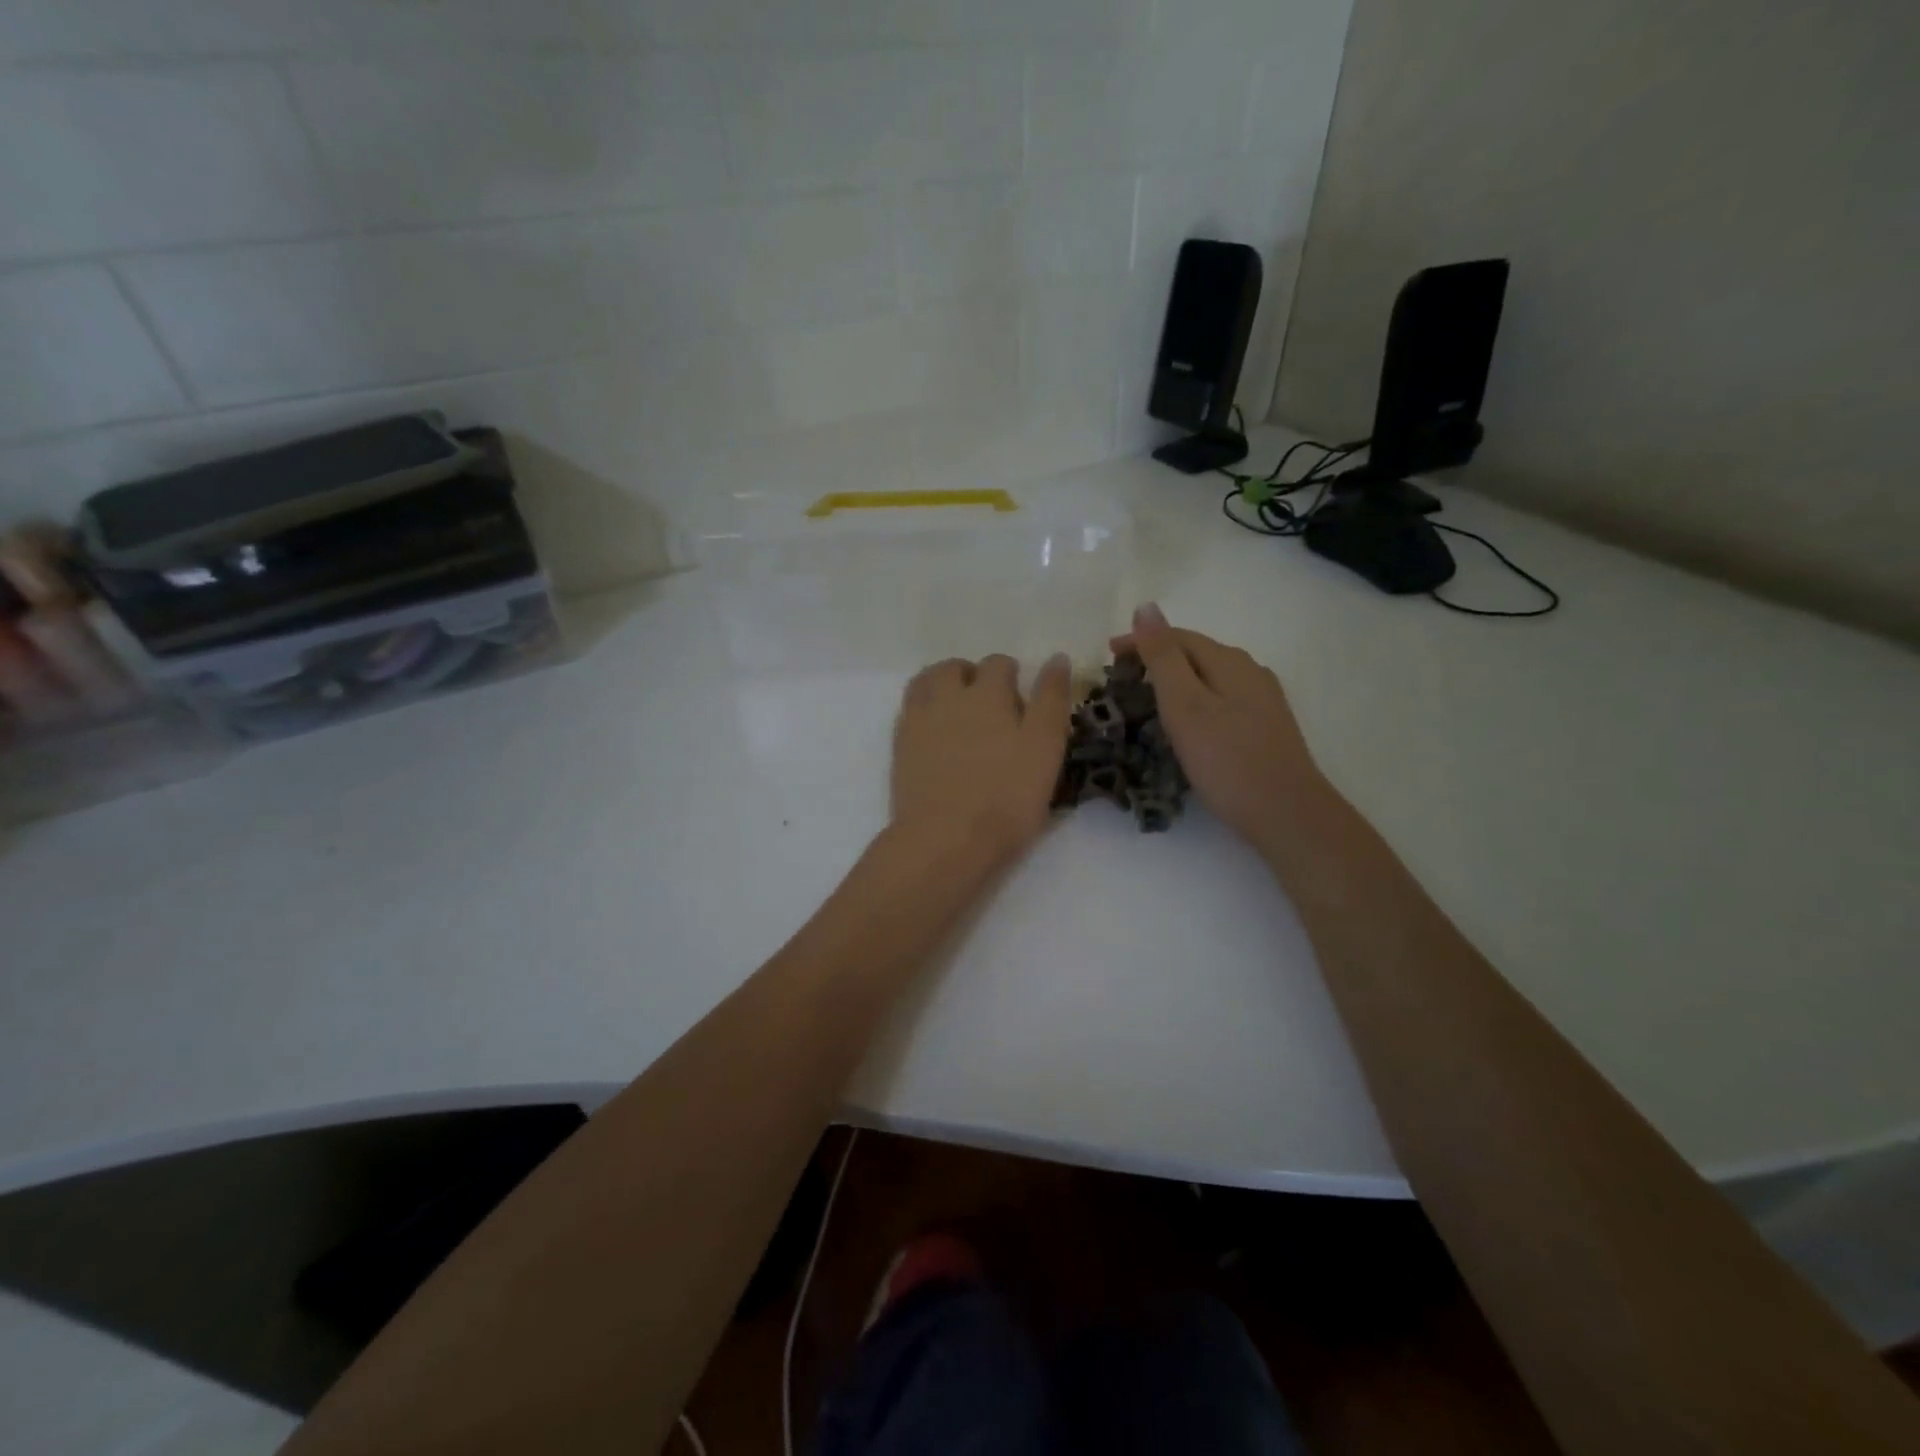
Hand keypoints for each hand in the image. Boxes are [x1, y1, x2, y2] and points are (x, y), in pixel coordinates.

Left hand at [891, 653, 1073, 867]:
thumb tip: (1057, 658)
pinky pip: (908, 711)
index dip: (1012, 677)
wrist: (945, 840)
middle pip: (954, 668)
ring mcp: (918, 720)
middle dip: (972, 676)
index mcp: (987, 693)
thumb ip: (1052, 701)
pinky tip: (936, 733)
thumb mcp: (1045, 749)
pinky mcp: (899, 746)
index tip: (1022, 704)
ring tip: (959, 714)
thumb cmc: (1006, 797)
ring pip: (925, 683)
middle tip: (990, 708)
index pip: (998, 665)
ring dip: (942, 686)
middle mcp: (947, 696)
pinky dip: (923, 710)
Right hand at [1115, 604, 1323, 852]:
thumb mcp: (1185, 705)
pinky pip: (1221, 698)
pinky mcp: (1266, 726)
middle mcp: (1250, 671)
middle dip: (1157, 659)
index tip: (1107, 655)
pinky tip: (1187, 723)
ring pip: (1210, 677)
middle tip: (1122, 680)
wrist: (1286, 813)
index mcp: (1229, 661)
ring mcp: (1263, 699)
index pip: (1178, 636)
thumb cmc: (1226, 760)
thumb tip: (1146, 607)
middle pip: (1196, 653)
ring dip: (1176, 680)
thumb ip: (1164, 657)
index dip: (1140, 641)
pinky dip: (1195, 701)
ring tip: (1147, 699)